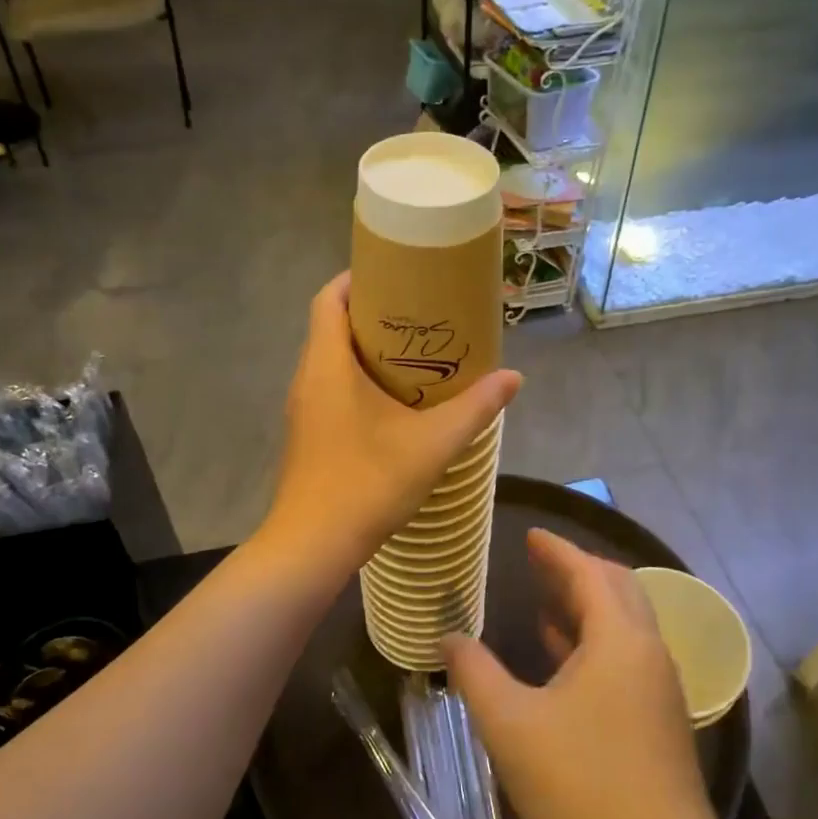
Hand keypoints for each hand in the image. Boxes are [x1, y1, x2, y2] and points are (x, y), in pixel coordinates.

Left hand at [260, 274, 520, 581]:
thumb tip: (513, 377)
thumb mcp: (432, 444)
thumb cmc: (367, 483)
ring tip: (415, 352)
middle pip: (331, 325)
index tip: (395, 274)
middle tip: (420, 313)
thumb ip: (475, 408)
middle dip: (372, 313)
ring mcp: (304, 409)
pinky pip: (331, 388)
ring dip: (366, 350)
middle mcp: (308, 378)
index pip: (328, 299)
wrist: (313, 544)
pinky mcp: (308, 435)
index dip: (356, 279)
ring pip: (331, 360)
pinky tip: (395, 401)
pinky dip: (359, 380)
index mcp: (327, 364)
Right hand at [444, 530, 722, 818]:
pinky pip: (625, 655)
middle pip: (615, 589)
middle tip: (537, 562)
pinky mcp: (658, 717)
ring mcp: (658, 686)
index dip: (557, 550)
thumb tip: (449, 638)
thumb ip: (475, 674)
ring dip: (585, 606)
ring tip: (544, 600)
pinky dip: (593, 640)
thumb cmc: (582, 785)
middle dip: (576, 570)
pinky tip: (563, 657)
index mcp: (618, 639)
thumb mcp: (510, 726)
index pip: (589, 573)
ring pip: (623, 624)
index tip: (531, 534)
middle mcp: (647, 651)